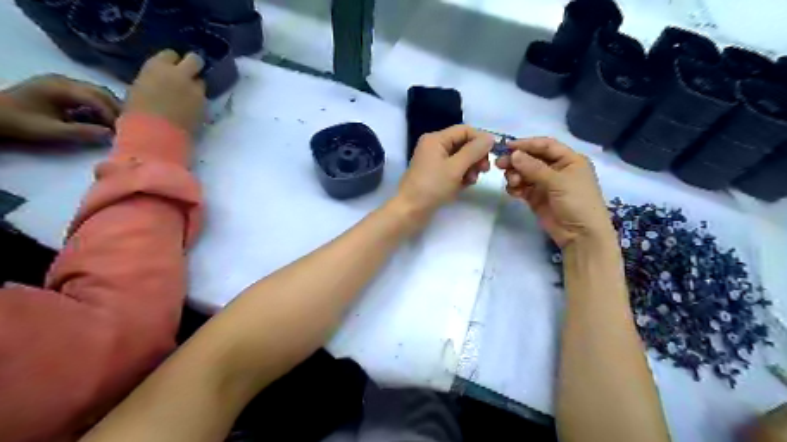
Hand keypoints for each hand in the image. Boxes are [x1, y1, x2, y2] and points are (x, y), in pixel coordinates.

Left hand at [0, 74, 120, 142]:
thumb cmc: (20, 122)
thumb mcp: (51, 131)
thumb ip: (82, 132)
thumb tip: (111, 135)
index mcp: (60, 88)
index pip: (97, 99)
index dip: (112, 115)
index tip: (122, 131)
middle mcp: (65, 80)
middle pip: (101, 92)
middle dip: (116, 110)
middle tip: (126, 127)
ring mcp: (63, 82)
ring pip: (98, 92)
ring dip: (110, 107)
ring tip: (117, 124)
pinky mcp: (63, 88)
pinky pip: (90, 94)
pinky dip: (101, 105)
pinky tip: (102, 118)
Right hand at [124, 48, 205, 131]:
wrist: (156, 134)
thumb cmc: (137, 112)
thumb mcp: (139, 88)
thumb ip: (155, 79)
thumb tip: (162, 81)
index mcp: (157, 66)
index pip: (171, 54)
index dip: (173, 62)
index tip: (171, 68)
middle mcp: (180, 75)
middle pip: (195, 60)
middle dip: (193, 66)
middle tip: (189, 75)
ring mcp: (196, 90)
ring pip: (202, 82)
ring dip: (197, 87)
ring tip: (189, 97)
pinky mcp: (206, 106)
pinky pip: (204, 99)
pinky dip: (200, 102)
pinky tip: (192, 109)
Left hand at [401, 124, 490, 219]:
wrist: (410, 211)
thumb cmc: (432, 187)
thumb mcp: (456, 167)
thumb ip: (474, 151)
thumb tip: (490, 137)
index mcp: (436, 139)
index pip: (464, 130)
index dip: (480, 140)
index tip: (493, 154)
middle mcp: (434, 146)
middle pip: (463, 144)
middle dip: (475, 156)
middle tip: (484, 171)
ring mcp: (433, 161)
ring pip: (460, 158)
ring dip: (470, 168)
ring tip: (472, 181)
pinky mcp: (434, 175)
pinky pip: (453, 169)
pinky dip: (461, 175)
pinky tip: (464, 186)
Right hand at [497, 136, 614, 247]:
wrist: (581, 235)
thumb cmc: (577, 202)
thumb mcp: (558, 182)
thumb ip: (534, 168)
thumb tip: (514, 154)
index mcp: (569, 160)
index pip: (545, 146)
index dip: (527, 144)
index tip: (507, 147)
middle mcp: (556, 169)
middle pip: (532, 159)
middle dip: (516, 161)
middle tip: (500, 164)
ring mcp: (545, 184)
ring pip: (524, 173)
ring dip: (515, 175)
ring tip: (512, 182)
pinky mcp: (536, 198)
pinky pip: (522, 188)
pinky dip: (515, 187)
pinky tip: (513, 191)